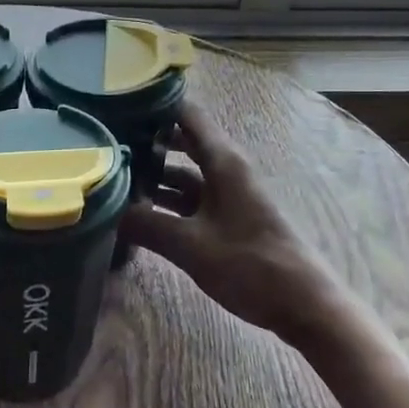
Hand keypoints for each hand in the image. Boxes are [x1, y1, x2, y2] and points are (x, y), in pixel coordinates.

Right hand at [123, 101, 341, 339]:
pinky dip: (168, 200)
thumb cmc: (249, 264)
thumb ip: (147, 225)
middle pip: (183, 142)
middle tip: (106, 142)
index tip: (118, 103)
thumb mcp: (191, 245)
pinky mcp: (229, 217)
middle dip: (148, 141)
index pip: (187, 114)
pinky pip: (192, 198)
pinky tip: (140, 212)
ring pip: (186, 173)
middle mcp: (226, 168)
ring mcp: (229, 193)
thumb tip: (106, 211)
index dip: (155, 104)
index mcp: (223, 160)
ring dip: (155, 175)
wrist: (302, 303)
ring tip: (114, 177)